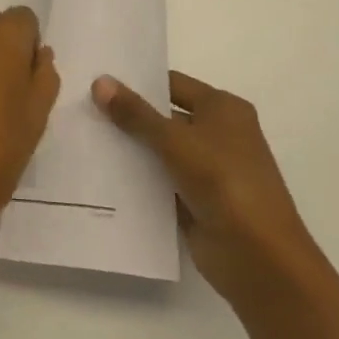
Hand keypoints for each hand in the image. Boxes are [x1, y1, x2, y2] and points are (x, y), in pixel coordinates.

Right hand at [92, 71, 321, 302]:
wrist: (258, 257)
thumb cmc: (223, 182)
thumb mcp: (175, 141)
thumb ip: (135, 113)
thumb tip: (99, 81)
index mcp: (223, 109)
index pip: (172, 84)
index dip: (137, 82)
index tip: (96, 81)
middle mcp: (217, 134)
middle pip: (163, 117)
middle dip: (127, 116)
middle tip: (81, 108)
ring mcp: (207, 170)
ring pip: (158, 151)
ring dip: (128, 149)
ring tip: (81, 138)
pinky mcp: (195, 201)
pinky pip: (159, 182)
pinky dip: (136, 179)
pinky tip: (99, 175)